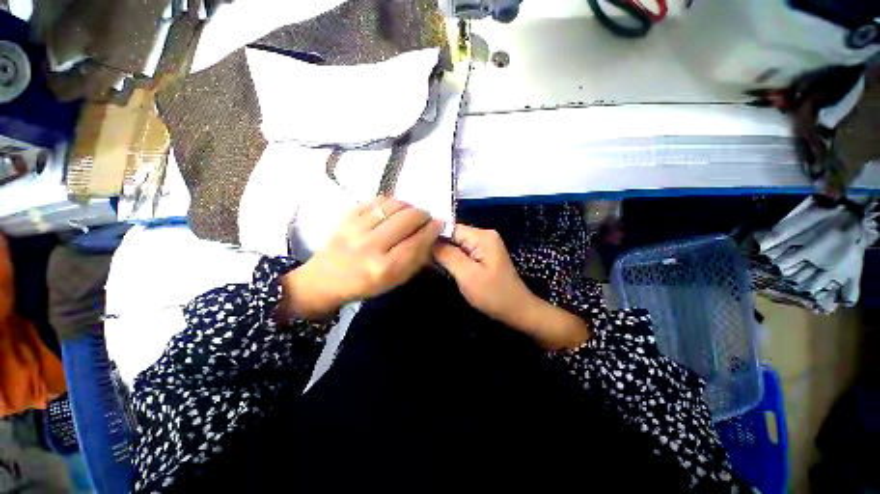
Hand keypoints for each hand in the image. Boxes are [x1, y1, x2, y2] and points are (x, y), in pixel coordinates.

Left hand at [280, 197, 442, 319]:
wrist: (326, 279)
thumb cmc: (365, 284)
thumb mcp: (395, 280)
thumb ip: (416, 259)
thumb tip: (432, 236)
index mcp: (384, 268)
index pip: (417, 241)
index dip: (432, 229)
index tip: (439, 223)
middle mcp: (371, 246)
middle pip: (407, 218)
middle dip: (423, 214)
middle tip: (425, 218)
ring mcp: (356, 228)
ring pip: (393, 205)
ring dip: (408, 206)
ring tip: (410, 213)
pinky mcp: (347, 217)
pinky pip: (376, 200)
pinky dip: (390, 202)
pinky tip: (393, 209)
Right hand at [434, 224, 588, 350]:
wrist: (517, 310)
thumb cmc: (493, 295)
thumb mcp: (467, 275)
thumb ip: (448, 255)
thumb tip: (429, 240)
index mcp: (482, 236)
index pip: (451, 228)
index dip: (435, 238)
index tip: (420, 250)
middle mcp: (485, 235)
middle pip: (454, 234)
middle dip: (440, 246)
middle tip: (425, 260)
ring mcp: (485, 244)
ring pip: (457, 243)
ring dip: (446, 253)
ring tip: (432, 264)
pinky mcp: (484, 254)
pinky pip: (464, 251)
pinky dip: (454, 258)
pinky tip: (446, 267)